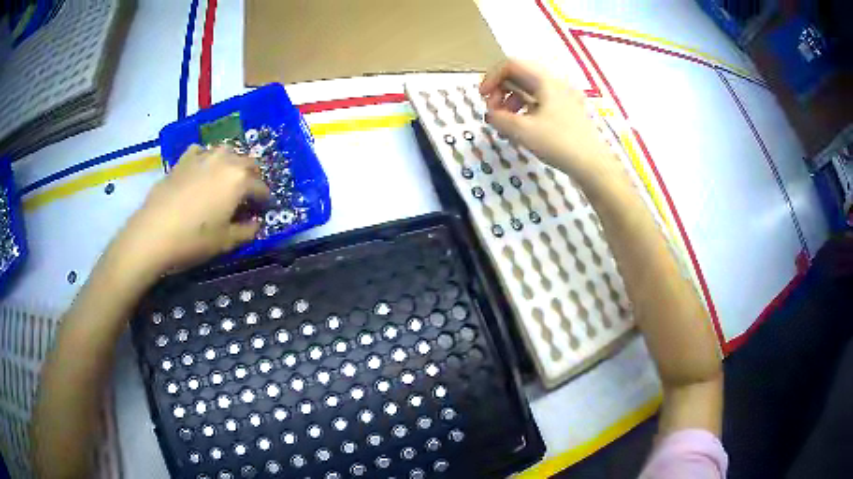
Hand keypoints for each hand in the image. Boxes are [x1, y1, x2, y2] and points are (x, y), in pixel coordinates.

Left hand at [116, 145, 269, 275]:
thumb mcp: (226, 242)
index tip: (262, 212)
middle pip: (248, 163)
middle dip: (252, 178)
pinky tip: (202, 172)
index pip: (261, 188)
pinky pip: (202, 152)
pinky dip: (207, 159)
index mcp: (240, 179)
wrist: (153, 233)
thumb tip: (255, 224)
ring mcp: (203, 156)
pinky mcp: (183, 159)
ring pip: (227, 152)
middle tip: (247, 196)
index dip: (264, 201)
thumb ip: (247, 231)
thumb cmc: (193, 239)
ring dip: (232, 165)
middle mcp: (225, 160)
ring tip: (226, 182)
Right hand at [480, 60, 619, 186]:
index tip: (482, 98)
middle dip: (501, 90)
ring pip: (530, 89)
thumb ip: (499, 118)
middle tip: (493, 111)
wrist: (593, 165)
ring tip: (506, 121)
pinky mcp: (568, 112)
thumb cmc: (558, 143)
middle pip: (520, 75)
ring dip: (512, 100)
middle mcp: (556, 83)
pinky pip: (541, 102)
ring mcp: (564, 98)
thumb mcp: (522, 131)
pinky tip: (522, 127)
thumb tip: (491, 114)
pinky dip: (526, 109)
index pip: (511, 65)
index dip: (491, 77)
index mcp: (545, 81)